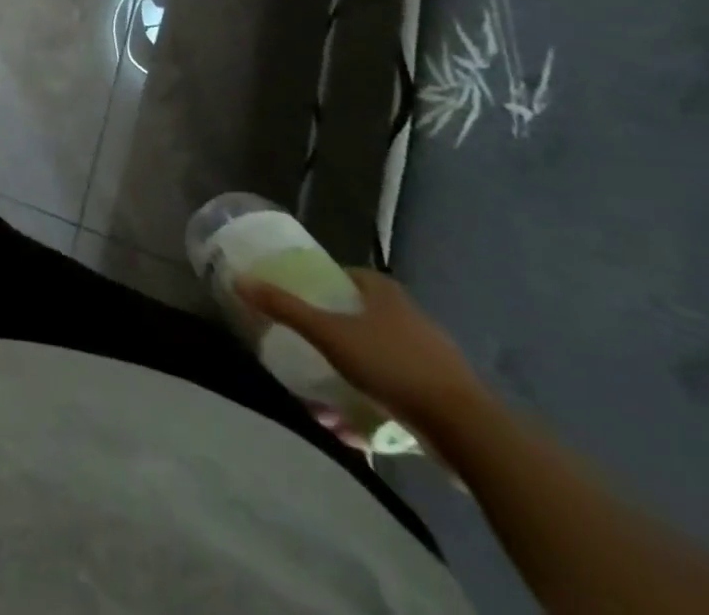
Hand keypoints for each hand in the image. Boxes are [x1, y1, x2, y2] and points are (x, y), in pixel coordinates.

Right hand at [236, 267, 483, 430]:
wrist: (469, 432)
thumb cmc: (392, 366)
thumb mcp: (328, 333)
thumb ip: (284, 307)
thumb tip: (239, 279)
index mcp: (387, 295)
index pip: (352, 275)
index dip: (327, 281)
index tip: (304, 296)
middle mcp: (413, 320)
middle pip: (366, 317)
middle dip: (338, 330)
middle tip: (308, 342)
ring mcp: (435, 361)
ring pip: (383, 358)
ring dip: (354, 372)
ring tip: (325, 390)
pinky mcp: (446, 398)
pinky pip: (400, 393)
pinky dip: (376, 404)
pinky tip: (354, 427)